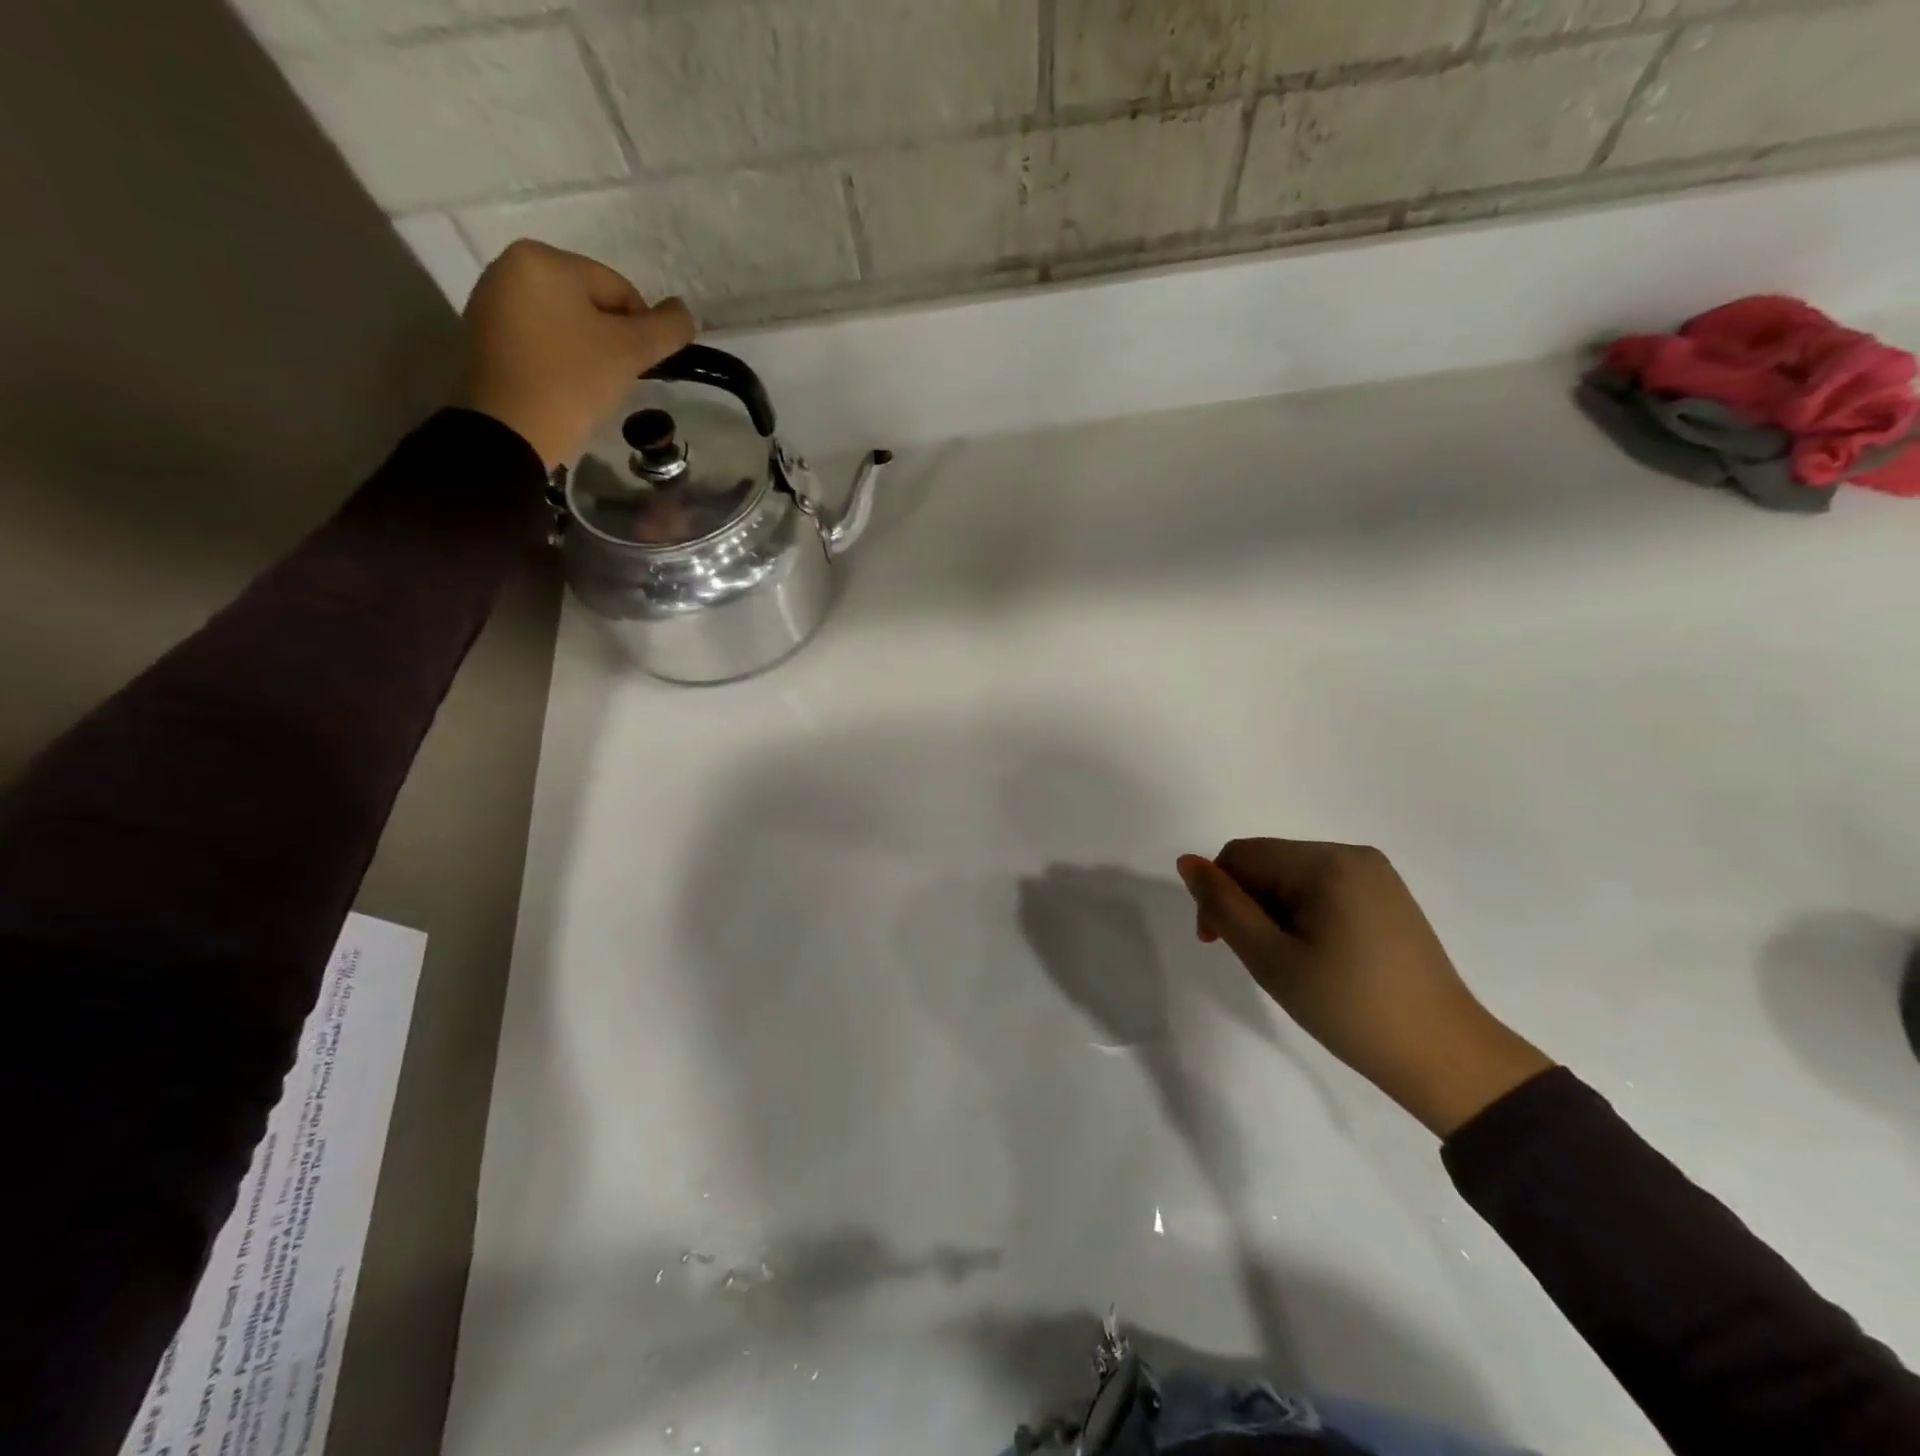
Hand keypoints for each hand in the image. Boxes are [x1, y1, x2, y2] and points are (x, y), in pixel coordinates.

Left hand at [454, 239, 695, 468]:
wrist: (509, 432)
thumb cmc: (573, 382)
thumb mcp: (631, 352)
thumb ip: (668, 328)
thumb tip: (683, 312)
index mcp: (545, 260)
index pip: (620, 290)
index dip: (642, 331)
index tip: (639, 367)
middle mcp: (510, 266)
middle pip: (590, 303)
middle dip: (611, 340)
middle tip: (614, 379)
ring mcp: (491, 300)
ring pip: (566, 322)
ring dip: (587, 350)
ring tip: (589, 386)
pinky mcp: (483, 335)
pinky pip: (539, 338)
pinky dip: (559, 359)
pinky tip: (563, 387)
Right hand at [1176, 840, 1552, 1137]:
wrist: (1445, 1057)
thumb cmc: (1349, 1008)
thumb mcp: (1271, 958)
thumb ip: (1223, 906)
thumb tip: (1187, 862)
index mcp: (1326, 863)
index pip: (1241, 856)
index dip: (1217, 893)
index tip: (1217, 943)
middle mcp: (1353, 855)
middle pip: (1268, 862)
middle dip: (1247, 903)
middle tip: (1257, 959)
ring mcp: (1376, 875)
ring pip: (1292, 876)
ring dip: (1273, 911)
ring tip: (1289, 962)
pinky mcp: (1388, 897)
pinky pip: (1323, 888)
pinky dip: (1303, 914)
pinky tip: (1317, 955)